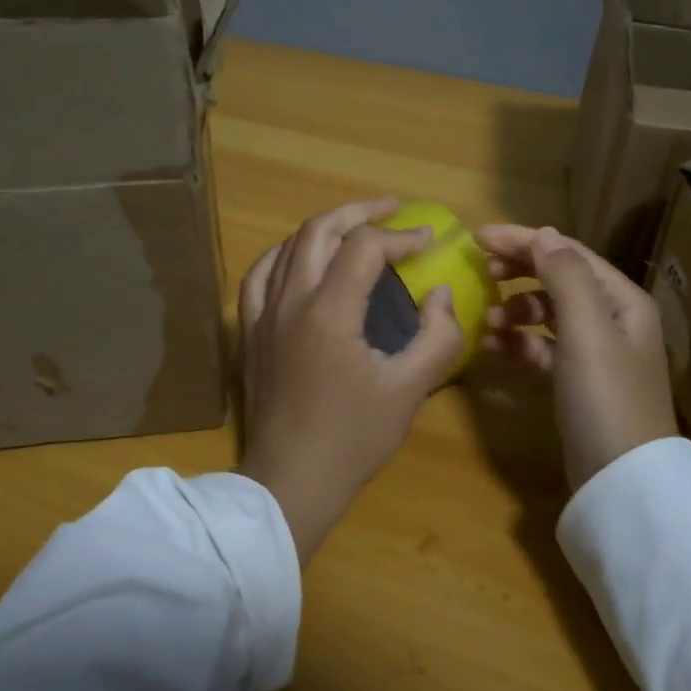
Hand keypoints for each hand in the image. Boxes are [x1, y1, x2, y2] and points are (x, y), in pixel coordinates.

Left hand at [238, 197, 464, 562]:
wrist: (289, 482)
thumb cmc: (352, 439)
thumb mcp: (409, 391)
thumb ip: (436, 337)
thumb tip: (441, 294)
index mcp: (329, 312)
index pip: (364, 248)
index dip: (400, 236)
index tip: (429, 241)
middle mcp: (289, 301)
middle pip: (318, 230)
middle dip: (359, 212)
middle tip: (392, 208)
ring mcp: (262, 315)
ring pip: (287, 246)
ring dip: (323, 227)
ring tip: (353, 226)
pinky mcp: (249, 333)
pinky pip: (259, 275)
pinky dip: (284, 254)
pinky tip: (298, 258)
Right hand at [475, 225, 678, 492]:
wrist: (622, 480)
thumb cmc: (605, 396)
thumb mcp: (587, 330)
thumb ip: (565, 277)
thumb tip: (544, 234)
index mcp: (621, 299)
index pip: (568, 253)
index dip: (524, 241)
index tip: (478, 238)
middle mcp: (612, 319)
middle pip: (558, 279)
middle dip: (519, 270)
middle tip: (481, 271)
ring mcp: (595, 352)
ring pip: (548, 314)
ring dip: (515, 309)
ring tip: (486, 321)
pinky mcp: (577, 382)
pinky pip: (543, 347)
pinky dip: (519, 343)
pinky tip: (493, 349)